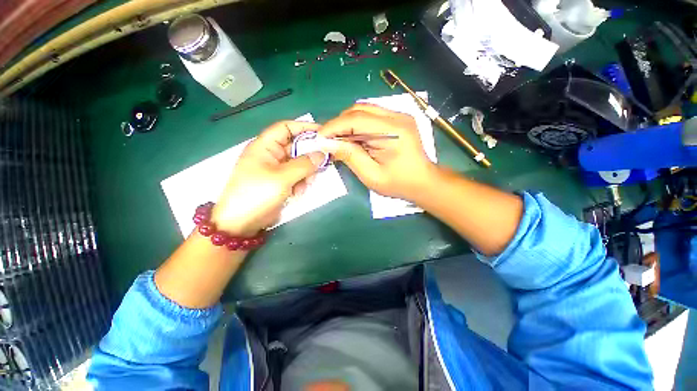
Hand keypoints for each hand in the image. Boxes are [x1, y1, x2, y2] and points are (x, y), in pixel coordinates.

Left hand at [211, 121, 325, 235]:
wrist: (242, 223)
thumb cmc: (257, 194)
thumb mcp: (282, 178)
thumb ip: (304, 164)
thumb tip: (322, 154)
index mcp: (264, 146)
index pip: (286, 127)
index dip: (304, 127)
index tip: (323, 134)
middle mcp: (270, 155)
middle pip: (295, 147)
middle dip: (309, 156)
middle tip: (322, 164)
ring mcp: (276, 169)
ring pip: (299, 163)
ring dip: (306, 173)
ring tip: (306, 184)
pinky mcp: (280, 182)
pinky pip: (296, 176)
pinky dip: (301, 182)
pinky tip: (299, 192)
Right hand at [319, 104, 436, 200]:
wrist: (423, 182)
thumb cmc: (399, 183)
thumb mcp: (371, 175)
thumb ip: (350, 156)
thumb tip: (328, 143)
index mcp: (393, 131)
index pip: (356, 119)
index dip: (334, 126)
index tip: (319, 137)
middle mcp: (397, 116)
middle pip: (359, 110)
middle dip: (339, 124)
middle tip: (328, 140)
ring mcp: (399, 115)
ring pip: (364, 110)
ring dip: (348, 123)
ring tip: (340, 140)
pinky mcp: (397, 119)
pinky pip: (371, 116)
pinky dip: (358, 125)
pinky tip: (354, 138)